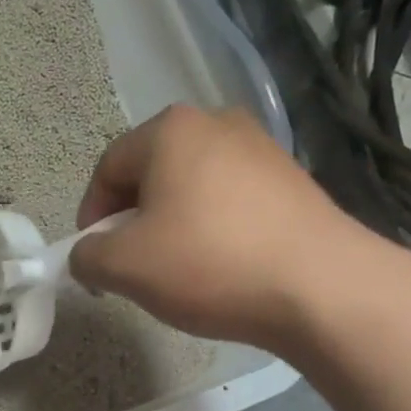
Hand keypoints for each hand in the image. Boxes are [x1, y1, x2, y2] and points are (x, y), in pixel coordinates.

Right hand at [71, 105, 372, 347]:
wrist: (323, 287)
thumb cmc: (210, 263)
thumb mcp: (125, 267)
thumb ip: (87, 256)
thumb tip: (88, 254)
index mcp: (170, 130)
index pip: (107, 168)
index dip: (90, 214)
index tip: (93, 257)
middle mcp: (216, 122)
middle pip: (151, 173)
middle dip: (132, 219)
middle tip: (133, 264)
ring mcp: (261, 147)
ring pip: (192, 186)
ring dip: (172, 223)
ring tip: (178, 269)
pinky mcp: (292, 178)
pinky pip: (231, 198)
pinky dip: (212, 227)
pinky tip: (221, 264)